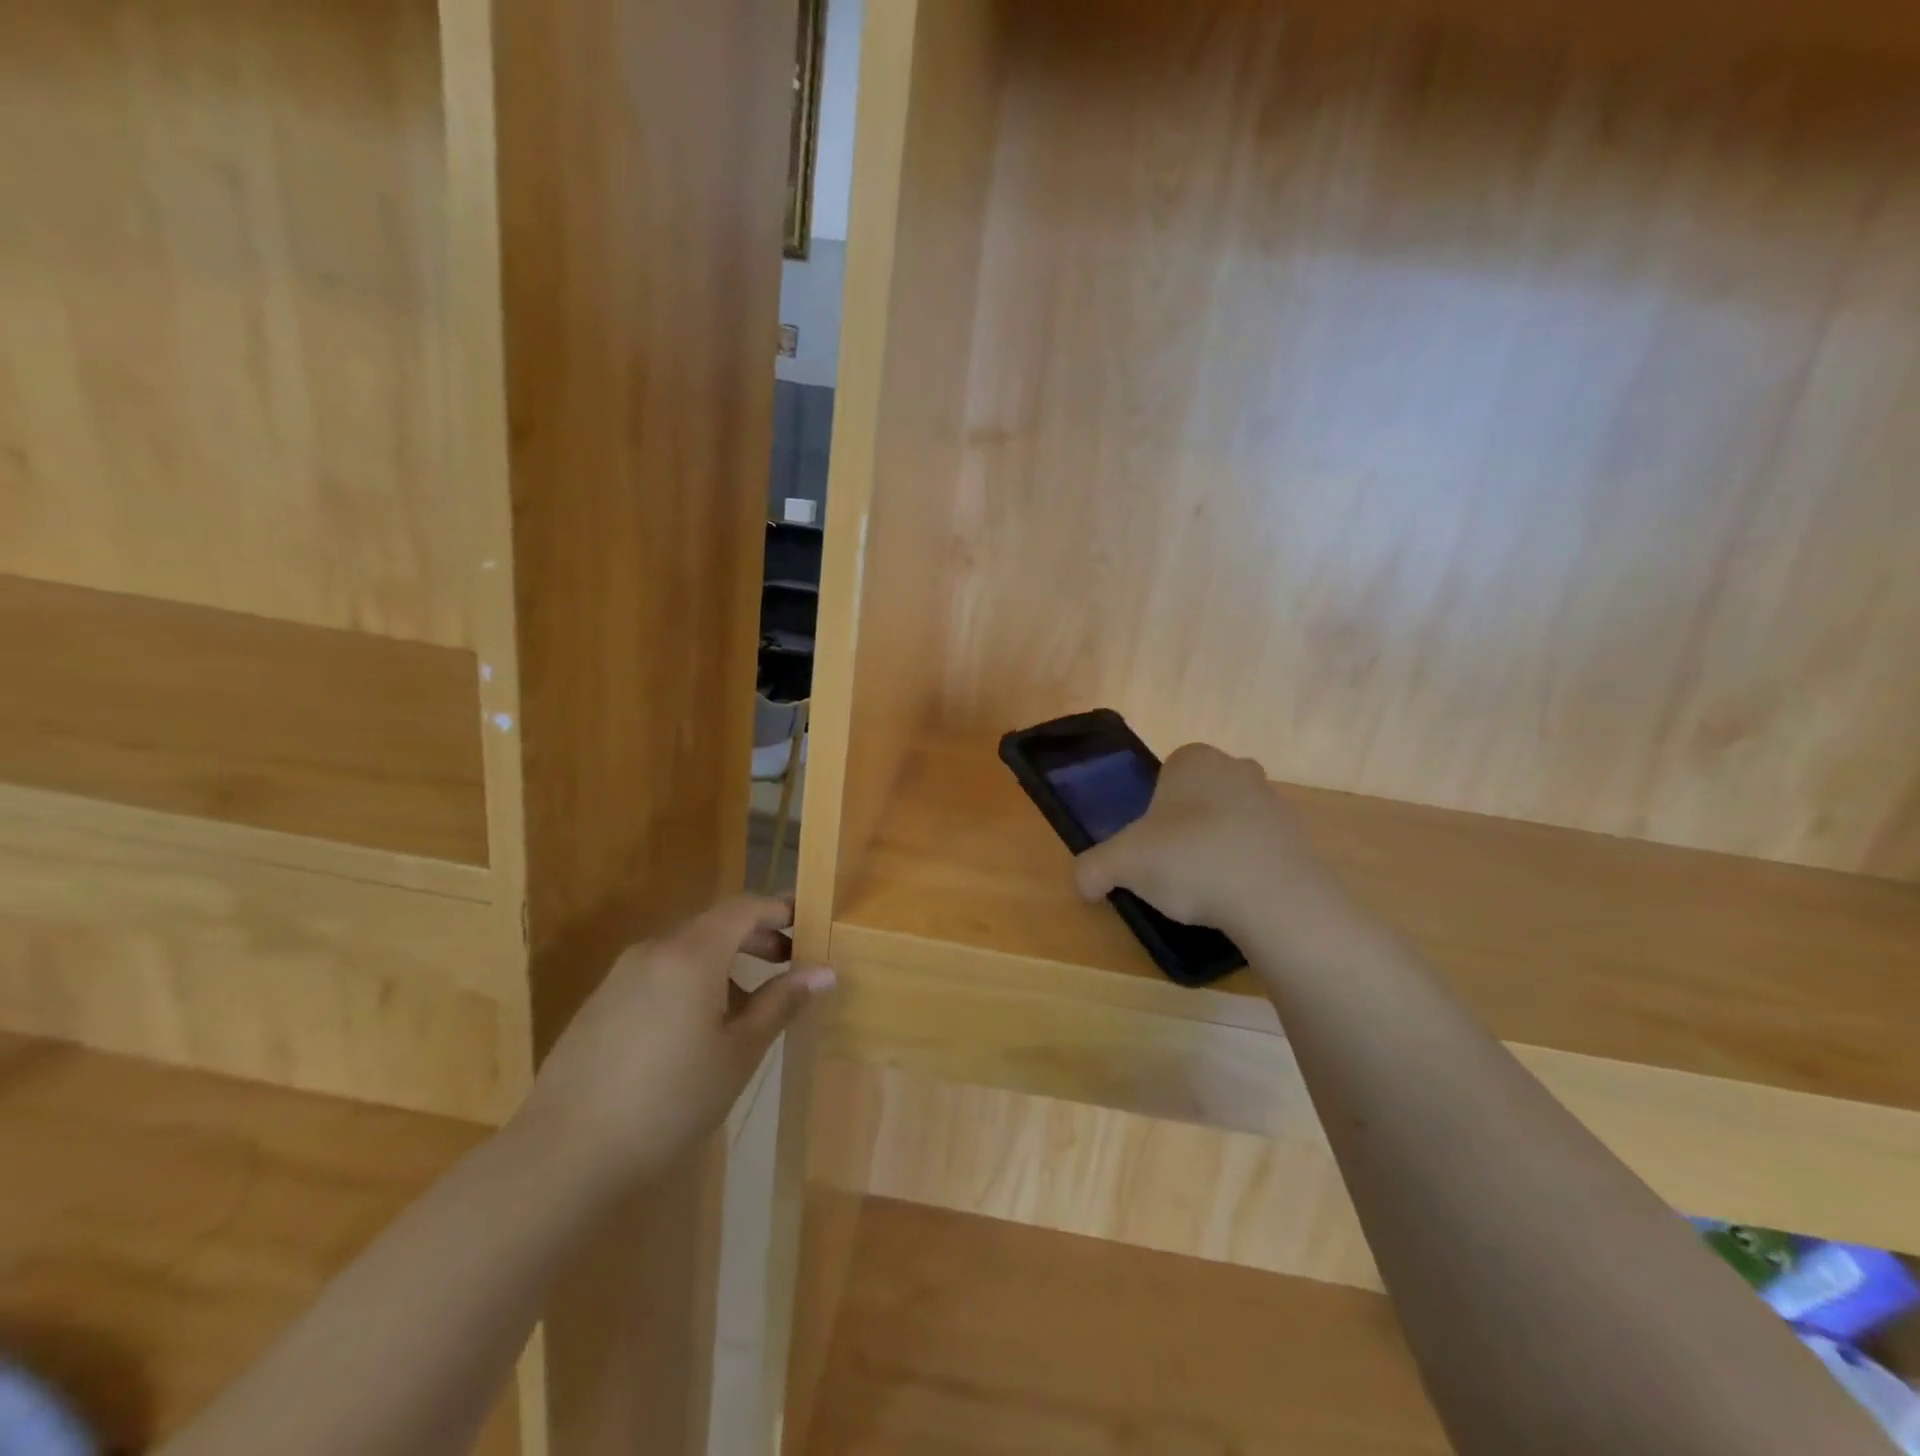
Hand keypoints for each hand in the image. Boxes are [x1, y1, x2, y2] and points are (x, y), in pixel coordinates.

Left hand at [511, 896, 833, 1193]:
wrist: (563, 1155)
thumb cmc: (669, 1100)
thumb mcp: (738, 1053)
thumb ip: (781, 1003)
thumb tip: (824, 972)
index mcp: (692, 954)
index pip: (744, 908)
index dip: (779, 910)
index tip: (808, 925)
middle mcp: (655, 950)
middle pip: (715, 923)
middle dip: (755, 936)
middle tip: (787, 963)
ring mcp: (621, 975)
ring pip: (685, 948)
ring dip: (723, 959)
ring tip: (747, 1002)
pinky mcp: (600, 1002)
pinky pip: (658, 971)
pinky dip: (690, 978)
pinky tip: (696, 1026)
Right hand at [1073, 744, 1346, 935]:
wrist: (1275, 899)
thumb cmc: (1191, 859)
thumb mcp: (1121, 864)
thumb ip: (1092, 869)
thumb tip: (1083, 885)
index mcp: (1194, 759)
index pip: (1164, 774)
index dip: (1151, 811)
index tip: (1148, 845)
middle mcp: (1237, 769)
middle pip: (1198, 797)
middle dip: (1184, 826)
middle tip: (1170, 866)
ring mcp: (1274, 802)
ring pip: (1229, 822)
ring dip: (1215, 847)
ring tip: (1204, 889)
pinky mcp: (1299, 838)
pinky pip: (1258, 850)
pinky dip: (1244, 869)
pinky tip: (1234, 899)